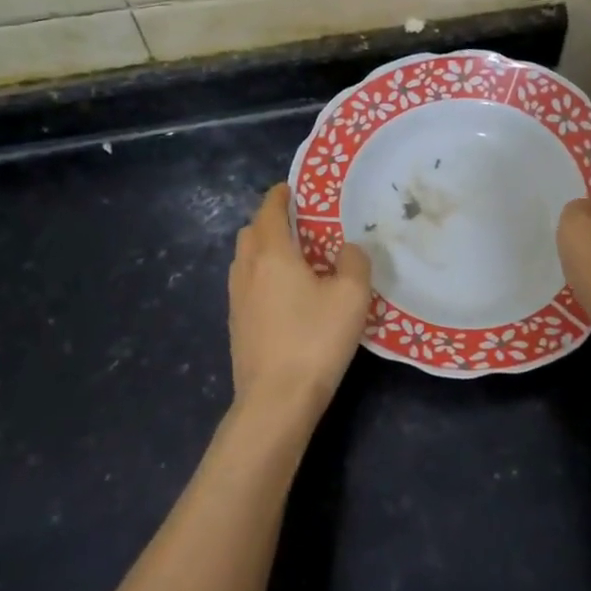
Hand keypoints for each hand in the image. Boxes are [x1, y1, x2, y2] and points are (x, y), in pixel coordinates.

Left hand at [227, 184, 373, 430]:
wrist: (275, 402)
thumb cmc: (314, 340)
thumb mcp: (351, 296)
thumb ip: (354, 262)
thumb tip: (347, 249)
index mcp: (271, 254)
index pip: (269, 210)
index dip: (280, 195)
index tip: (294, 188)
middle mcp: (247, 270)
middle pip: (252, 232)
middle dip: (271, 221)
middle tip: (301, 225)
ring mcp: (236, 300)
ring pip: (245, 259)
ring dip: (264, 249)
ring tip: (295, 259)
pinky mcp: (236, 325)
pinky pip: (246, 285)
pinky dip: (262, 276)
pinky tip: (285, 295)